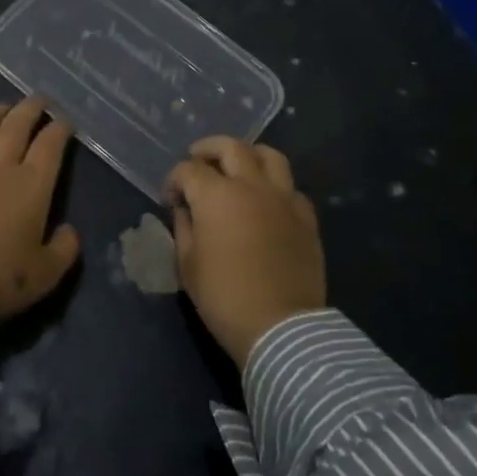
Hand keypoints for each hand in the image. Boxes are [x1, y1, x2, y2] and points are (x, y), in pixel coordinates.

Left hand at [0, 98, 80, 334]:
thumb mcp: (46, 274)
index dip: (59, 130)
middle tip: (37, 99)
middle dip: (28, 110)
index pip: (49, 147)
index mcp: (31, 188)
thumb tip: (70, 232)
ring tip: (0, 107)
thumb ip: (64, 250)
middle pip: (14, 130)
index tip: (65, 121)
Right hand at [165, 136, 325, 367]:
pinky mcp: (306, 217)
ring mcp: (283, 198)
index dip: (174, 180)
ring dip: (248, 154)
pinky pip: (291, 188)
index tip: (170, 198)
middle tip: (198, 158)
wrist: (281, 327)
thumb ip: (183, 229)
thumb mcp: (188, 265)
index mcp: (216, 196)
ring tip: (238, 166)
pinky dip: (276, 186)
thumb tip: (185, 210)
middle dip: (208, 149)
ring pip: (270, 155)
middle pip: (231, 147)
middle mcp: (251, 186)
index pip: (189, 169)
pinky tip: (267, 201)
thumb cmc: (224, 297)